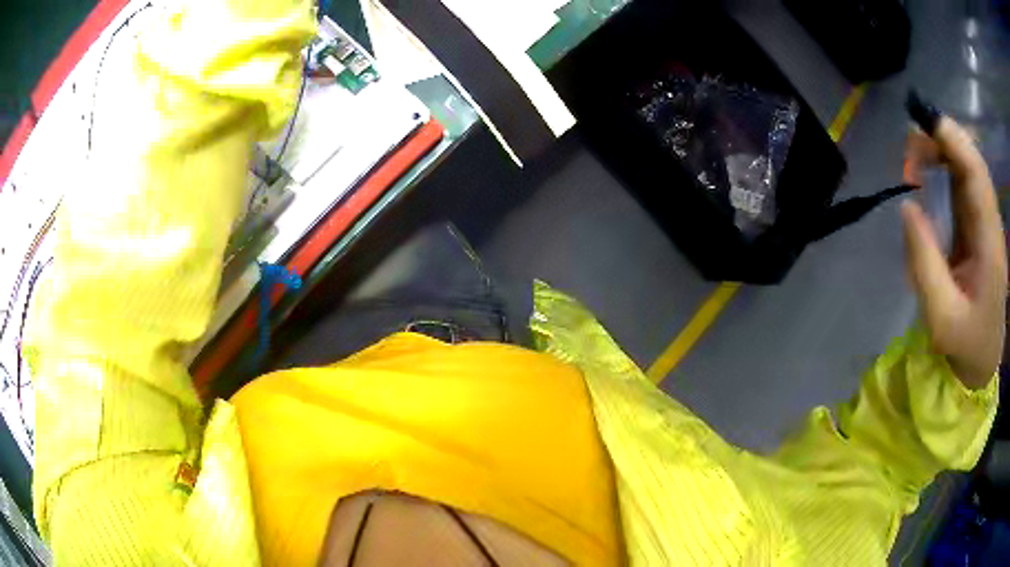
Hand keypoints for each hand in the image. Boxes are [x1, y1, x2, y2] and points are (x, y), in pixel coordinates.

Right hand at [901, 117, 1006, 388]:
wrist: (981, 358)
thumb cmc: (964, 346)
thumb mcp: (941, 319)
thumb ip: (924, 264)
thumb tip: (907, 205)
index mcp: (991, 246)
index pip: (977, 175)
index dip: (952, 140)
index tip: (921, 122)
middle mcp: (991, 223)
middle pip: (971, 159)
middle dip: (941, 140)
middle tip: (909, 154)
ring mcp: (985, 221)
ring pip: (966, 164)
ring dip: (939, 150)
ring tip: (913, 163)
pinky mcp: (977, 223)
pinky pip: (962, 179)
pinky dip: (943, 165)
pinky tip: (927, 172)